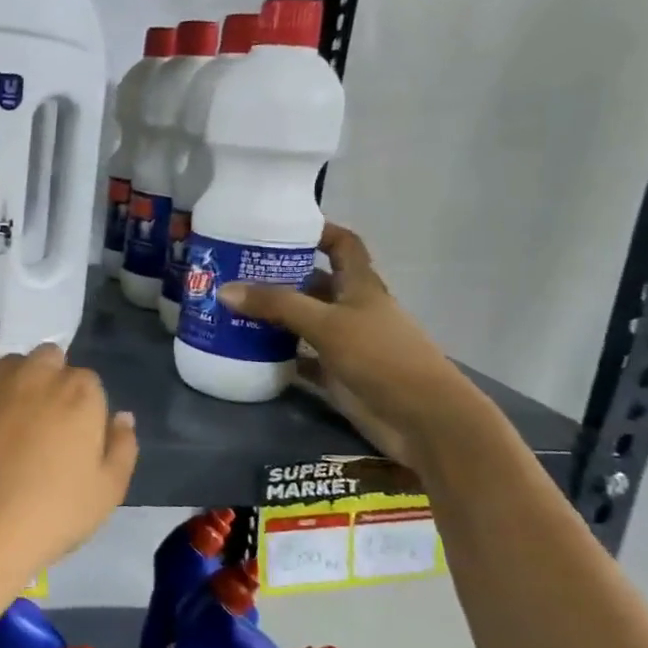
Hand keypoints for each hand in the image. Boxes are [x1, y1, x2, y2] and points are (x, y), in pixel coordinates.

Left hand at [0, 344, 137, 591]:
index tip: (77, 439)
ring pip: (10, 369)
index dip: (84, 408)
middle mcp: (33, 375)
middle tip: (47, 426)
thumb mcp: (108, 491)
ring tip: (14, 430)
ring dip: (17, 385)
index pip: (87, 381)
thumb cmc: (52, 514)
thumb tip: (121, 417)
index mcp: (77, 391)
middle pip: (48, 360)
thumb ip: (122, 446)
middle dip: (51, 380)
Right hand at [217, 223, 484, 468]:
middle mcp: (352, 309)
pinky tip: (245, 351)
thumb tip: (224, 289)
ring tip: (229, 309)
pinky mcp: (335, 374)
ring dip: (272, 317)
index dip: (318, 231)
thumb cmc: (382, 357)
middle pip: (313, 283)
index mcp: (360, 286)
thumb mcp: (327, 324)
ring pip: (302, 321)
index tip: (279, 228)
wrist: (422, 419)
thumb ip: (277, 305)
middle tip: (233, 272)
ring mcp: (344, 343)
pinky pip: (299, 358)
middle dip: (278, 277)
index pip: (342, 245)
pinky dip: (276, 355)